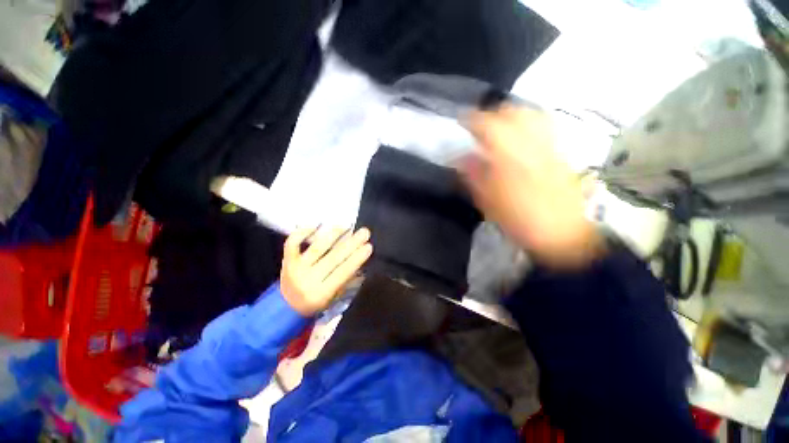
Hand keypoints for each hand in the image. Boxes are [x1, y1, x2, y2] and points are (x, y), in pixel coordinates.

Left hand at [280, 227, 372, 315]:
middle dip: (351, 243)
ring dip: (333, 235)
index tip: (369, 246)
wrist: (286, 308)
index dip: (357, 258)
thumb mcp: (334, 298)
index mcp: (322, 293)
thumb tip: (360, 260)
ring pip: (317, 248)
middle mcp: (308, 280)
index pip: (343, 272)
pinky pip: (292, 243)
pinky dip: (303, 232)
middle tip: (364, 232)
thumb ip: (347, 280)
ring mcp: (296, 268)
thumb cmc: (316, 302)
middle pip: (333, 258)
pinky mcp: (287, 260)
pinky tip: (317, 225)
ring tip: (346, 227)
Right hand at [461, 106, 603, 268]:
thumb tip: (461, 157)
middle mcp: (532, 144)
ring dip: (512, 115)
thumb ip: (474, 176)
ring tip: (499, 127)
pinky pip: (544, 126)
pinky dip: (529, 123)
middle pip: (513, 112)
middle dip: (493, 113)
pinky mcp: (560, 152)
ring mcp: (549, 146)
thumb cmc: (519, 221)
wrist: (563, 235)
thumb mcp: (488, 202)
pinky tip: (520, 136)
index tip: (461, 121)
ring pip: (531, 115)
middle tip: (480, 126)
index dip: (472, 119)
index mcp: (510, 158)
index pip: (488, 126)